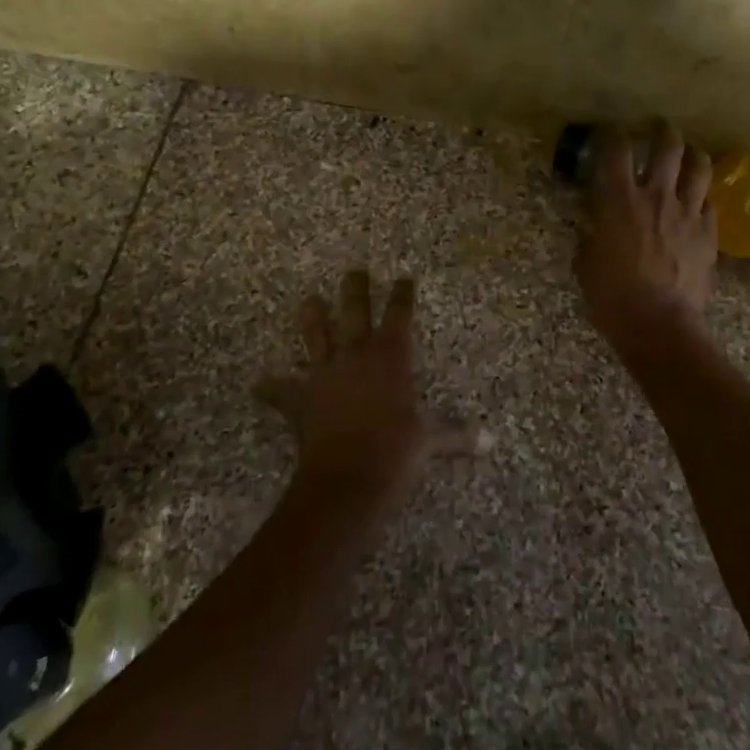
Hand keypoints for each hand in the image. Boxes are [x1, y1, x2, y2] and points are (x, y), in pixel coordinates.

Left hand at [255, 271, 483, 507]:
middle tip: (354, 270)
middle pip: (355, 312)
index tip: (404, 278)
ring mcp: (326, 374)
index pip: (399, 316)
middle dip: (355, 289)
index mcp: (390, 358)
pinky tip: (257, 382)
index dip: (402, 295)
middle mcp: (357, 355)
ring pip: (317, 337)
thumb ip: (458, 437)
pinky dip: (271, 387)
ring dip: (312, 318)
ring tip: (308, 301)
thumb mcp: (431, 442)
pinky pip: (282, 390)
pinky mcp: (301, 399)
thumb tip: (492, 443)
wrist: (347, 479)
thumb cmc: (396, 452)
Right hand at [574, 121, 717, 344]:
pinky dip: (703, 196)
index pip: (617, 151)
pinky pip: (711, 203)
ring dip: (693, 154)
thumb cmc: (612, 296)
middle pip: (668, 146)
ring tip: (688, 154)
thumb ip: (591, 237)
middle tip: (658, 128)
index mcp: (620, 200)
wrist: (659, 325)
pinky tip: (698, 200)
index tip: (610, 132)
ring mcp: (688, 213)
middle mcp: (657, 196)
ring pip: (700, 167)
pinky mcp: (709, 234)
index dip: (612, 134)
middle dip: (663, 131)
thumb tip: (594, 230)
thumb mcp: (586, 263)